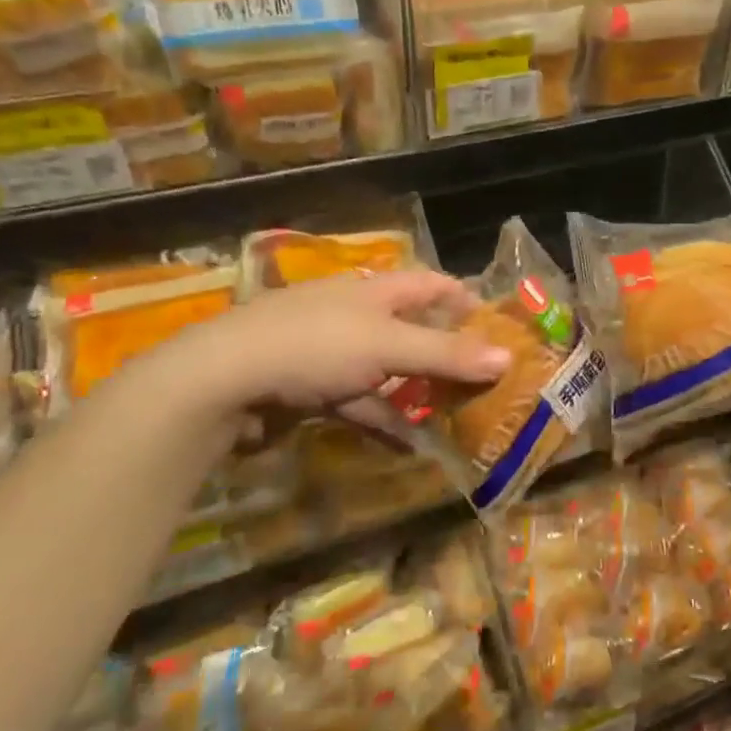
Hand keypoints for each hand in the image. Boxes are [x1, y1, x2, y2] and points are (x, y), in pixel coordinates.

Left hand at [134, 271, 509, 426]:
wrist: (222, 380)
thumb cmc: (315, 346)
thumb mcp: (388, 346)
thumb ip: (446, 353)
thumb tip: (508, 357)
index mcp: (375, 291)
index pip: (431, 284)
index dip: (464, 299)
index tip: (497, 327)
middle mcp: (356, 315)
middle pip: (412, 329)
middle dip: (446, 353)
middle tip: (483, 379)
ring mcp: (331, 353)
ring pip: (388, 371)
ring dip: (417, 392)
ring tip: (455, 417)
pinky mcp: (312, 389)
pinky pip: (359, 403)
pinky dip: (383, 421)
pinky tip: (408, 446)